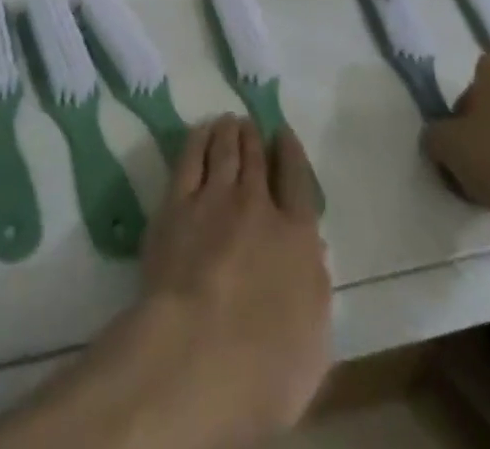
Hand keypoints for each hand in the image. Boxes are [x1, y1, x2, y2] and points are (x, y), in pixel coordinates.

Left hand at [135, 116, 330, 448]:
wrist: (196, 353)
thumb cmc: (265, 368)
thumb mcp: (314, 341)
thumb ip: (313, 288)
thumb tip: (309, 255)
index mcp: (298, 238)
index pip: (298, 181)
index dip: (291, 153)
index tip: (283, 134)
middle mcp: (258, 206)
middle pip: (256, 159)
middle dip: (254, 137)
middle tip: (250, 123)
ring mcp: (214, 199)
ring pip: (224, 151)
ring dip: (228, 132)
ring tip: (228, 121)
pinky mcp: (176, 203)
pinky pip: (190, 159)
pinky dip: (198, 140)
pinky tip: (200, 132)